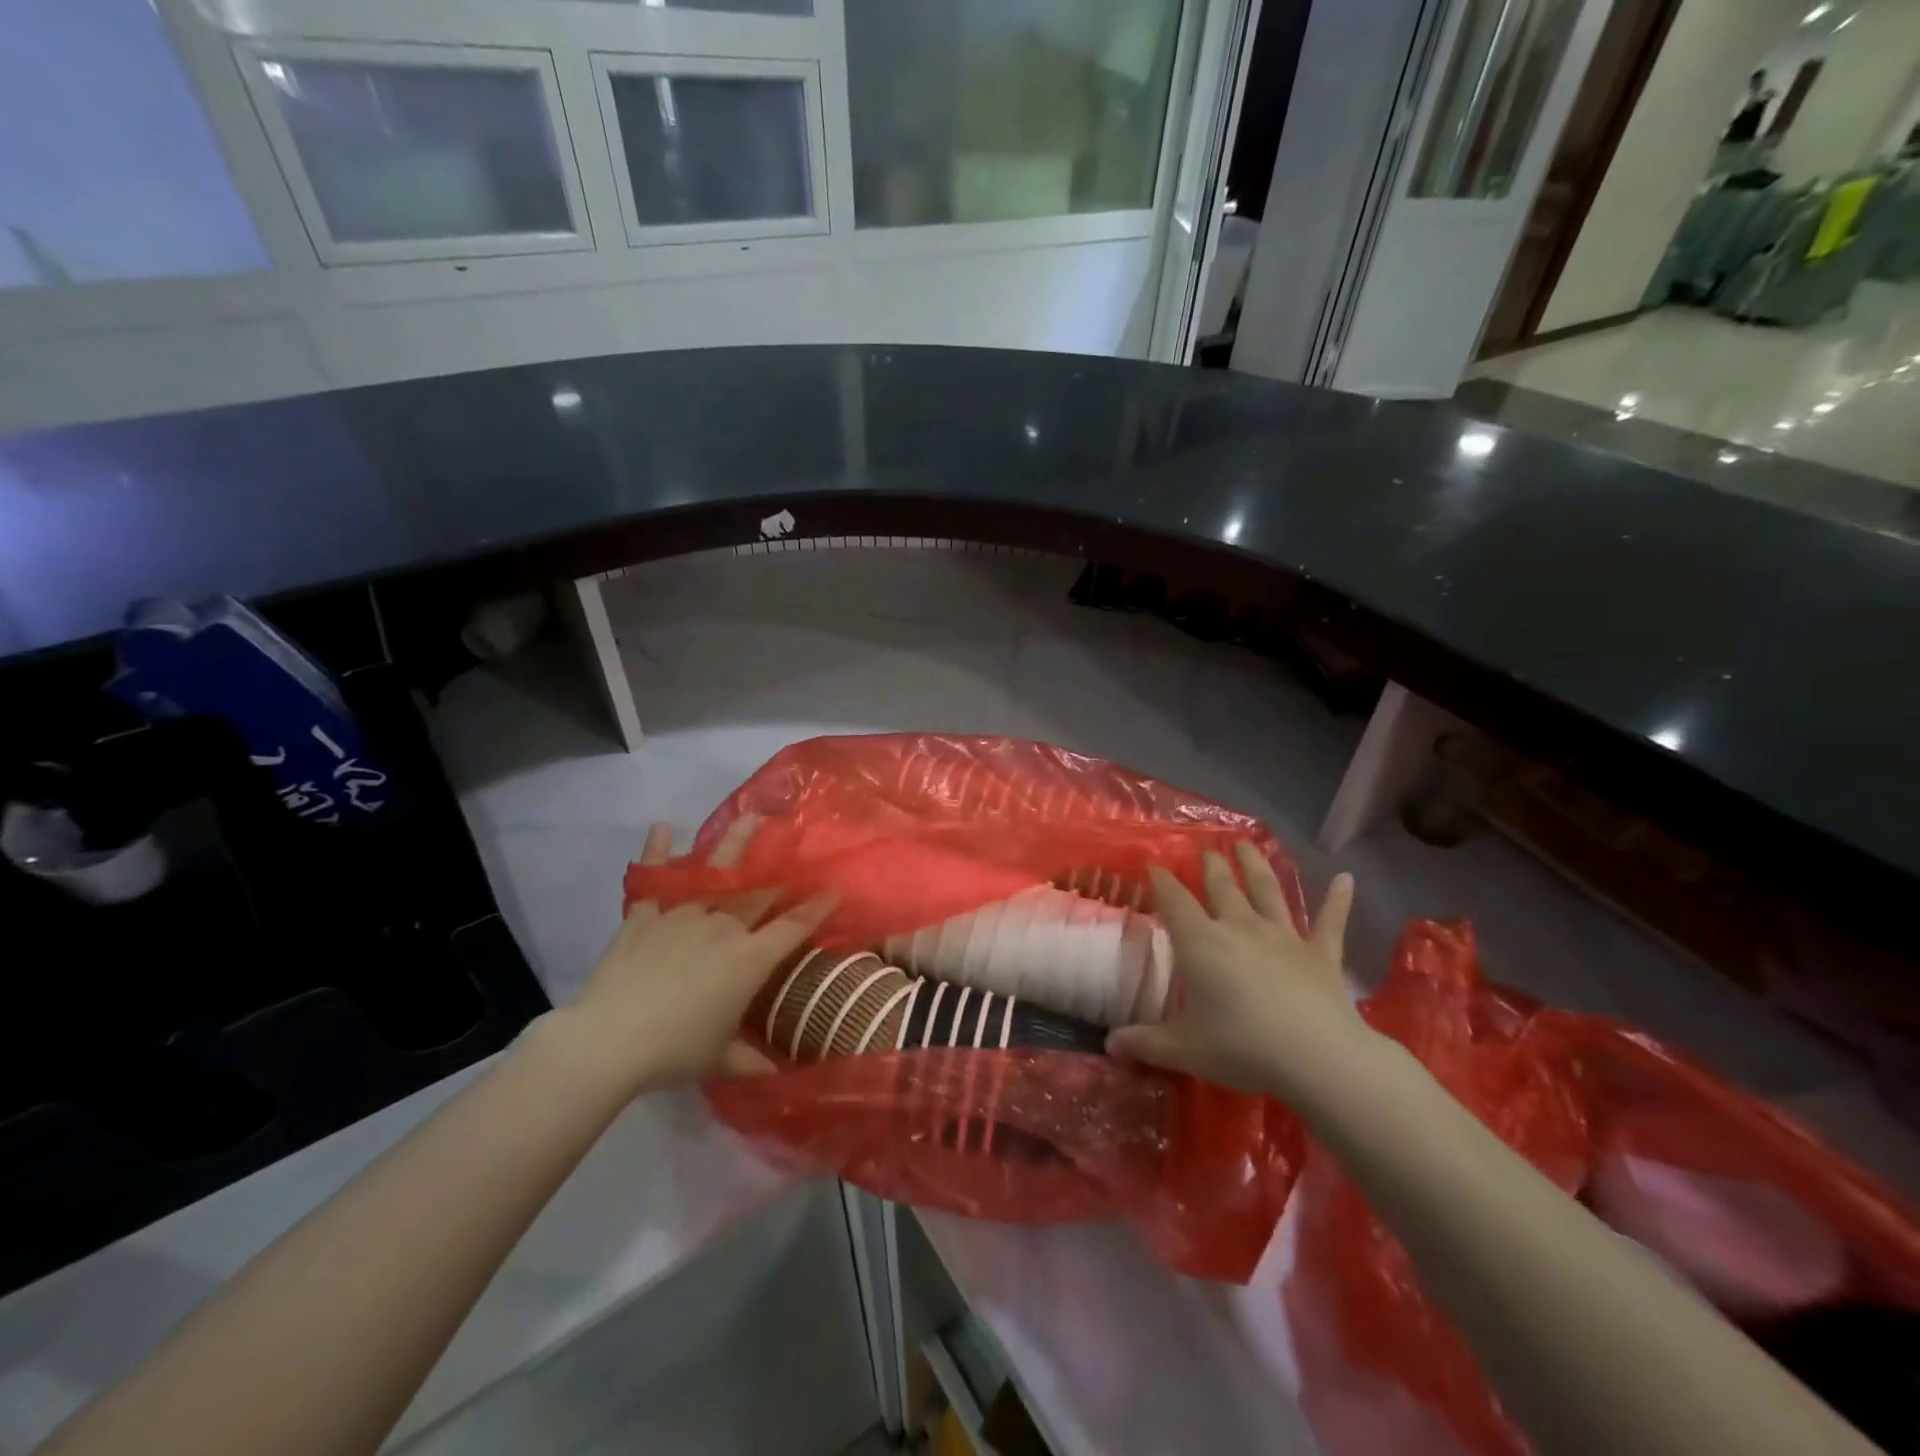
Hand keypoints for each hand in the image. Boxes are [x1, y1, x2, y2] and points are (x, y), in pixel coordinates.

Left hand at [551, 818, 834, 1096]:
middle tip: (795, 841)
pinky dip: (655, 854)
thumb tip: (779, 1073)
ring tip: (750, 818)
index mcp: (749, 959)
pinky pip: (652, 881)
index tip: (835, 889)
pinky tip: (661, 827)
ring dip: (734, 845)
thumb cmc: (675, 1050)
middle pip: (758, 890)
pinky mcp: (644, 917)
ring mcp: (682, 916)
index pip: (792, 928)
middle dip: (781, 866)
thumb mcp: (719, 1059)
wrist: (611, 1039)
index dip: (816, 908)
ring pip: (714, 874)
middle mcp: (723, 928)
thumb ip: (751, 1060)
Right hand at [1107, 844, 1374, 1103]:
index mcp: (1201, 943)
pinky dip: (1339, 900)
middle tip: (1207, 848)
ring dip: (1257, 866)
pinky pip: (1330, 923)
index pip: (1175, 901)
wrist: (1317, 1057)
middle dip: (1212, 865)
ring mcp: (1284, 937)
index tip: (1154, 864)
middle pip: (1222, 887)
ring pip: (1268, 891)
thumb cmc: (1241, 1047)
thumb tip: (1110, 1045)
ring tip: (1247, 844)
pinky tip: (1347, 879)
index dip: (1162, 881)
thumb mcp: (1184, 1049)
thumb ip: (1145, 1043)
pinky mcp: (1321, 954)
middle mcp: (1240, 927)